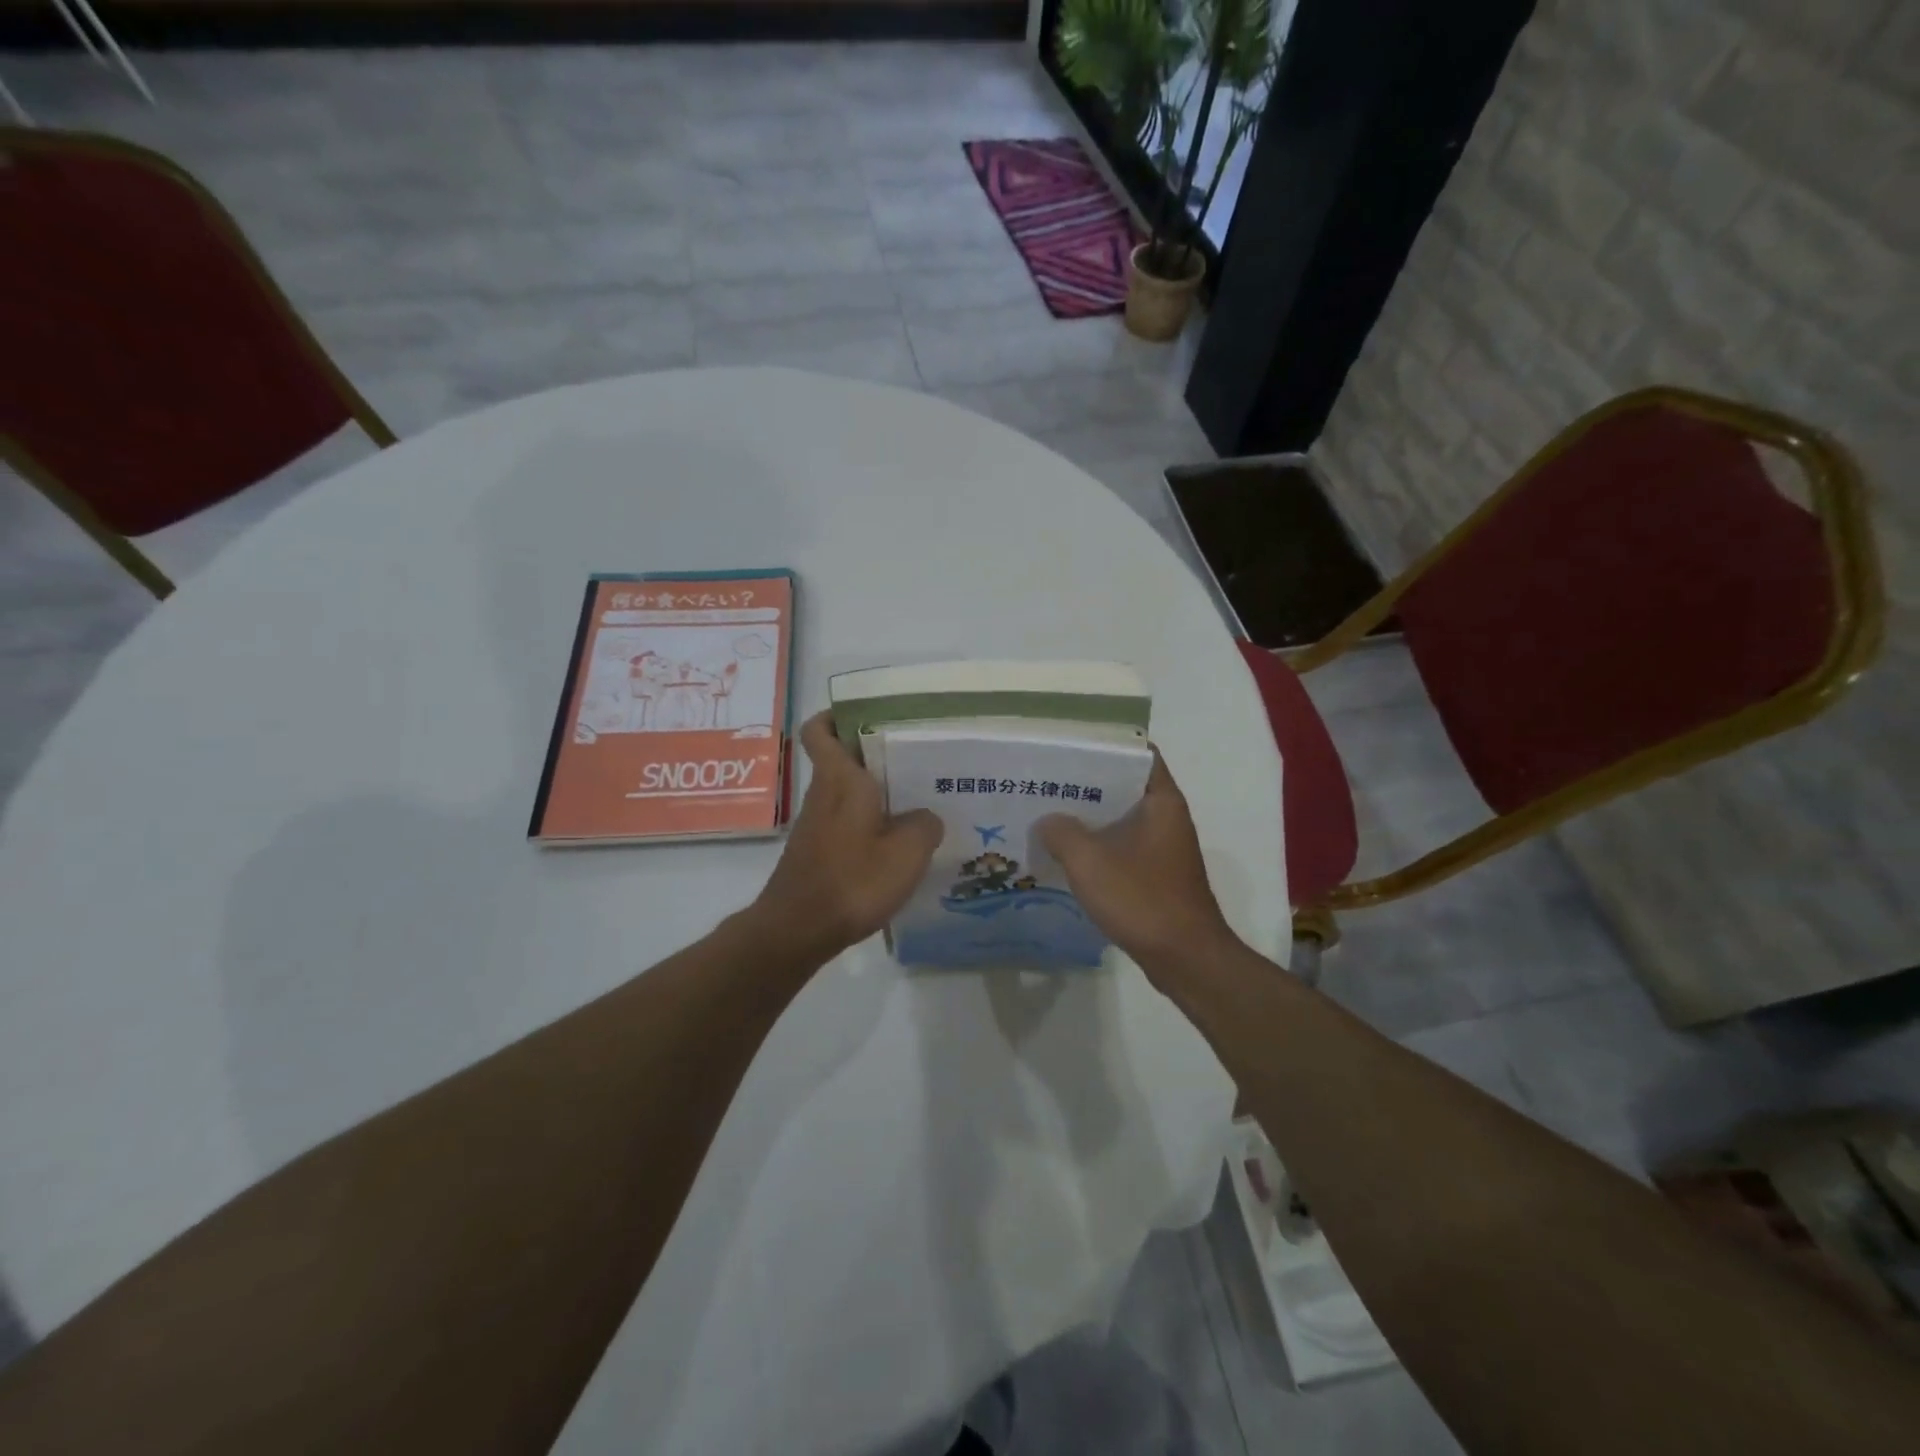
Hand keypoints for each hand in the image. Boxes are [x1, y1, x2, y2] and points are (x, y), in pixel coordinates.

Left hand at [744, 713, 943, 963]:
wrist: (797, 931)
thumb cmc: (852, 880)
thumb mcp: (906, 852)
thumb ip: (924, 826)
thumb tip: (925, 818)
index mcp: (841, 780)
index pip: (821, 730)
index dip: (837, 715)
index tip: (869, 715)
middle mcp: (824, 795)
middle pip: (842, 759)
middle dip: (875, 754)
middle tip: (918, 758)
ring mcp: (817, 825)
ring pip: (847, 793)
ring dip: (876, 792)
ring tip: (920, 800)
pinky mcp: (818, 852)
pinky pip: (847, 822)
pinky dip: (870, 823)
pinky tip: (898, 844)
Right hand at [1037, 752, 1238, 982]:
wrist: (1186, 959)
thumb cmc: (1142, 899)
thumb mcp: (1090, 861)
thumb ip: (1062, 832)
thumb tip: (1048, 821)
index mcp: (1161, 802)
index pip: (1138, 754)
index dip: (1105, 747)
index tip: (1070, 749)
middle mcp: (1167, 818)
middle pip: (1125, 787)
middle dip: (1087, 784)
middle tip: (1047, 782)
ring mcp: (1164, 848)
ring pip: (1122, 820)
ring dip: (1090, 819)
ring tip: (1048, 815)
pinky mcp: (1157, 875)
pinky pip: (1123, 848)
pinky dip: (1099, 847)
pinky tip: (1066, 856)